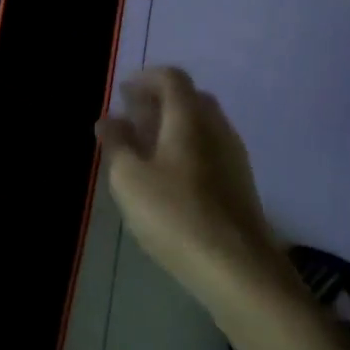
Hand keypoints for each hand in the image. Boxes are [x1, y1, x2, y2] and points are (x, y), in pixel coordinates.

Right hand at [97, 67, 291, 313]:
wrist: (240, 271)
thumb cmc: (176, 215)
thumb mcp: (129, 178)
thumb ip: (116, 143)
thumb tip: (108, 120)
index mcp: (190, 118)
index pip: (172, 78)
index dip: (145, 78)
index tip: (122, 94)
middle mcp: (217, 128)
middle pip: (190, 99)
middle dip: (159, 102)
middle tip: (131, 118)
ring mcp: (234, 157)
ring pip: (202, 126)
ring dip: (173, 127)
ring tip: (144, 149)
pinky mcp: (240, 186)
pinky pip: (210, 150)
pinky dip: (187, 149)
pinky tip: (169, 178)